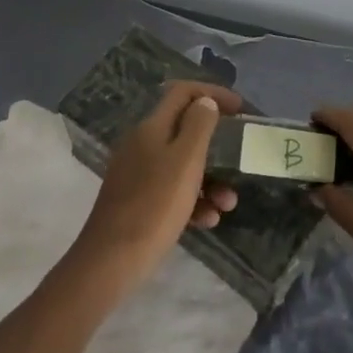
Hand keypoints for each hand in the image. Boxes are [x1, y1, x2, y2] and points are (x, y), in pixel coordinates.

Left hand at [72, 82, 242, 293]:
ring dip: (211, 180)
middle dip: (217, 146)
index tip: (240, 110)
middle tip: (240, 158)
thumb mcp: (185, 160)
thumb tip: (205, 101)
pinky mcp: (139, 201)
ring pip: (183, 165)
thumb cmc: (155, 205)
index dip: (212, 94)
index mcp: (151, 127)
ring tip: (228, 204)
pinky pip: (173, 191)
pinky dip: (194, 201)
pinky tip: (208, 221)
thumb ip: (199, 125)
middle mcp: (142, 144)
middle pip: (185, 130)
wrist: (112, 261)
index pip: (183, 92)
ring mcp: (138, 174)